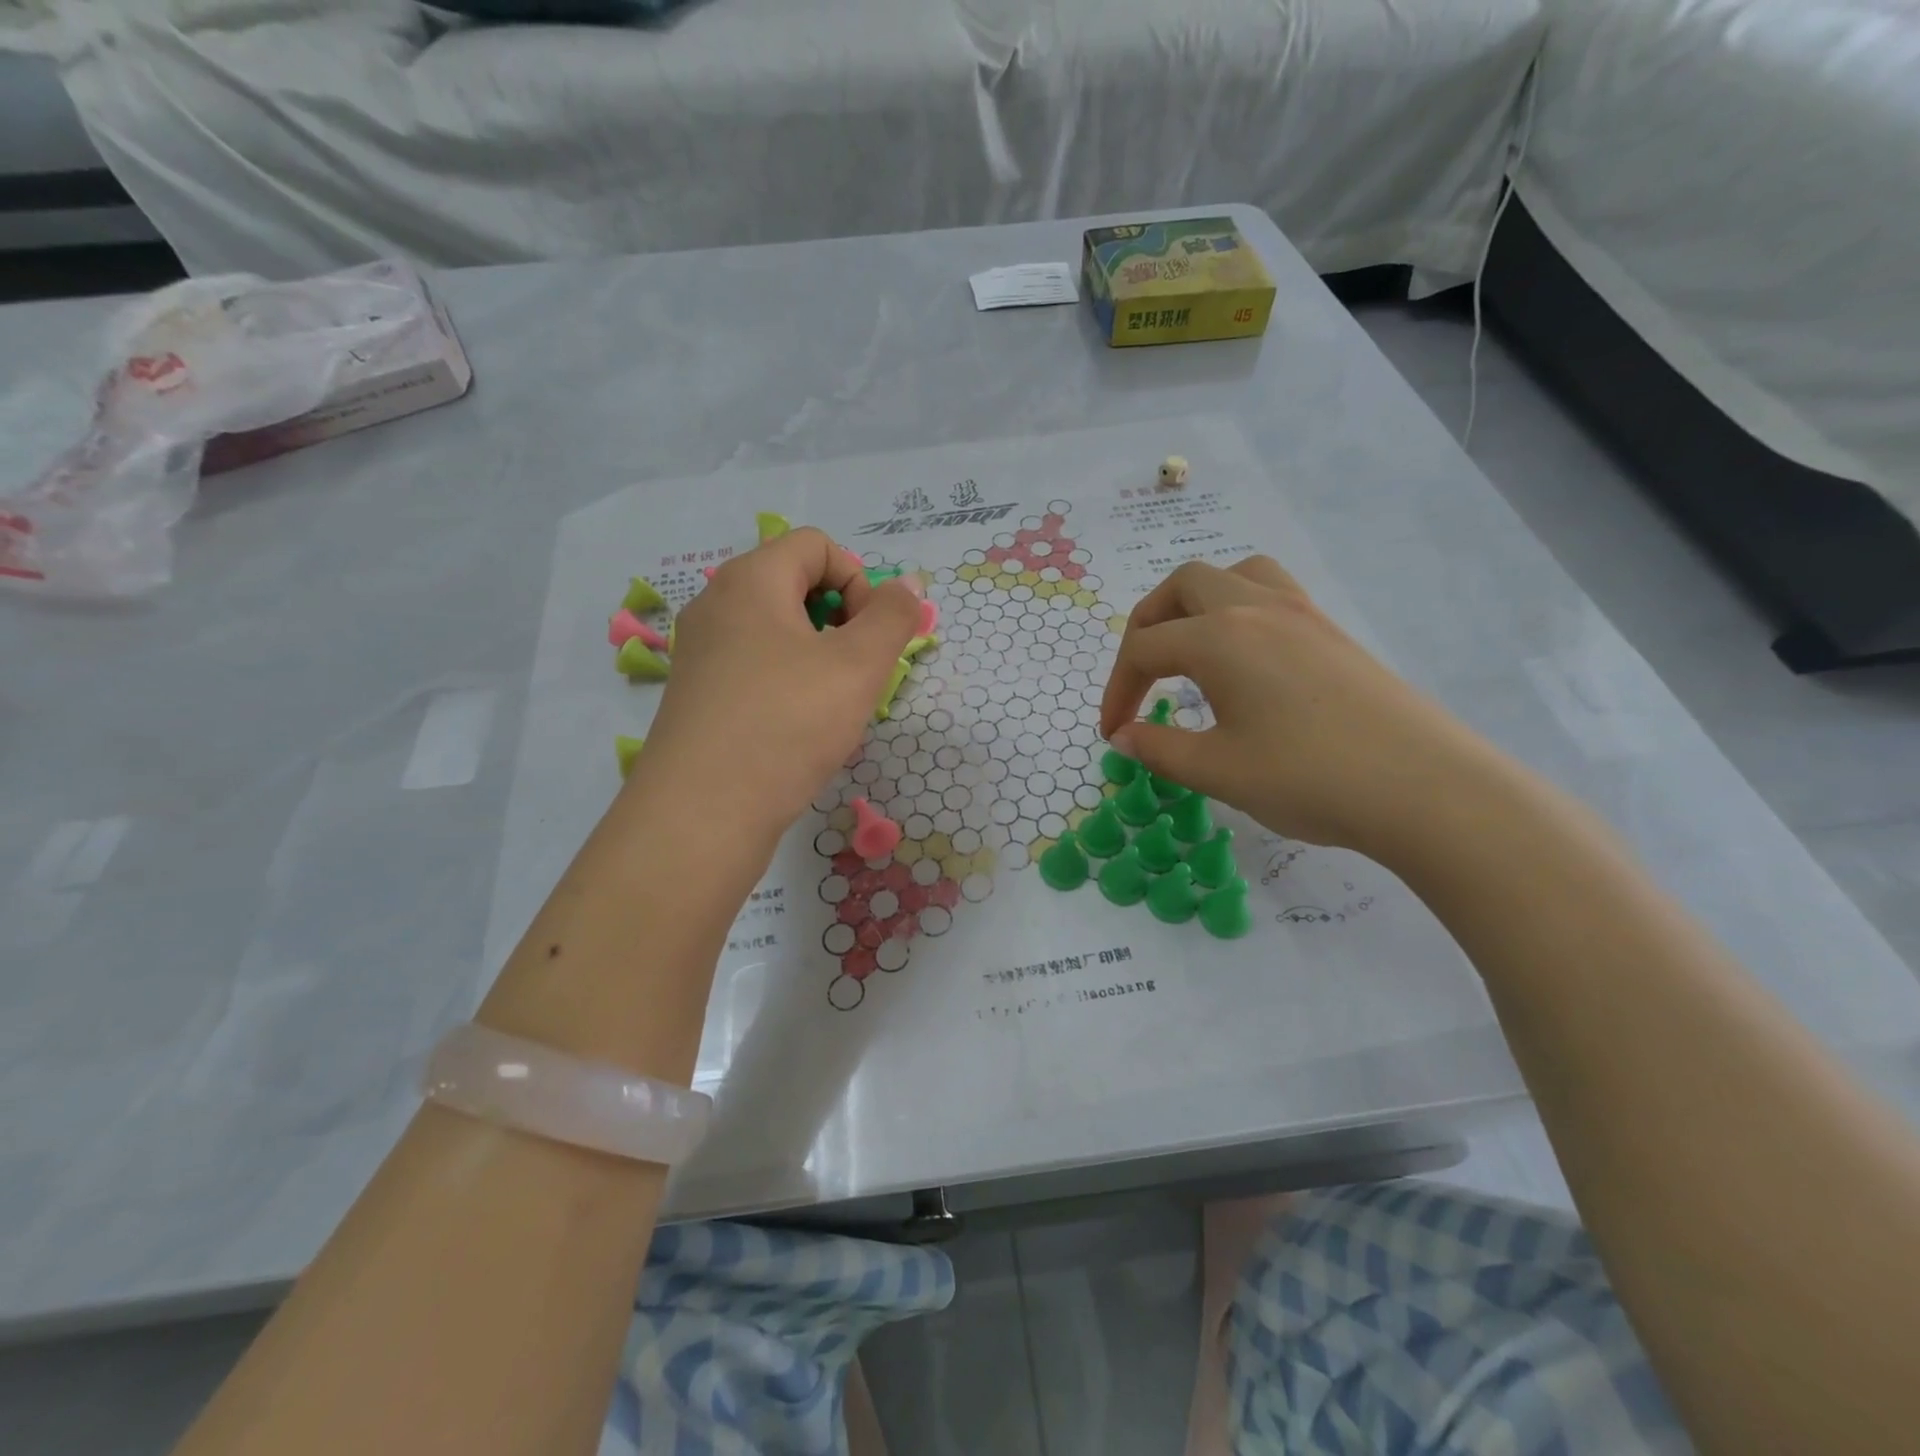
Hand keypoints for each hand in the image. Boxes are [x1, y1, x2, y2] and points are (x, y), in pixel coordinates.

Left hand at [632, 528, 922, 841]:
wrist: (702, 813)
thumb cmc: (787, 724)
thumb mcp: (858, 666)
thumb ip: (893, 616)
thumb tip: (907, 585)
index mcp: (750, 579)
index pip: (816, 544)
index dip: (858, 580)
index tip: (869, 636)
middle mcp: (716, 603)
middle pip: (794, 583)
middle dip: (840, 620)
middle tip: (855, 671)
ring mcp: (700, 651)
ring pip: (776, 630)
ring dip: (817, 655)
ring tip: (830, 705)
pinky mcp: (697, 694)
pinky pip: (754, 666)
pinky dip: (787, 682)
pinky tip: (797, 729)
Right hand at [1099, 557, 1502, 859]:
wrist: (1425, 788)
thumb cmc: (1309, 778)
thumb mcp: (1217, 771)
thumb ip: (1158, 749)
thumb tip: (1124, 736)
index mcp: (1219, 637)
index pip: (1144, 649)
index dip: (1116, 691)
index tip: (1113, 733)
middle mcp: (1255, 607)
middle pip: (1181, 587)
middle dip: (1146, 626)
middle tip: (1140, 677)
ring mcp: (1300, 613)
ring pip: (1232, 574)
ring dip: (1195, 603)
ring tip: (1188, 648)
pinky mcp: (1330, 630)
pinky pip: (1270, 592)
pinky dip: (1238, 607)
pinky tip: (1244, 656)